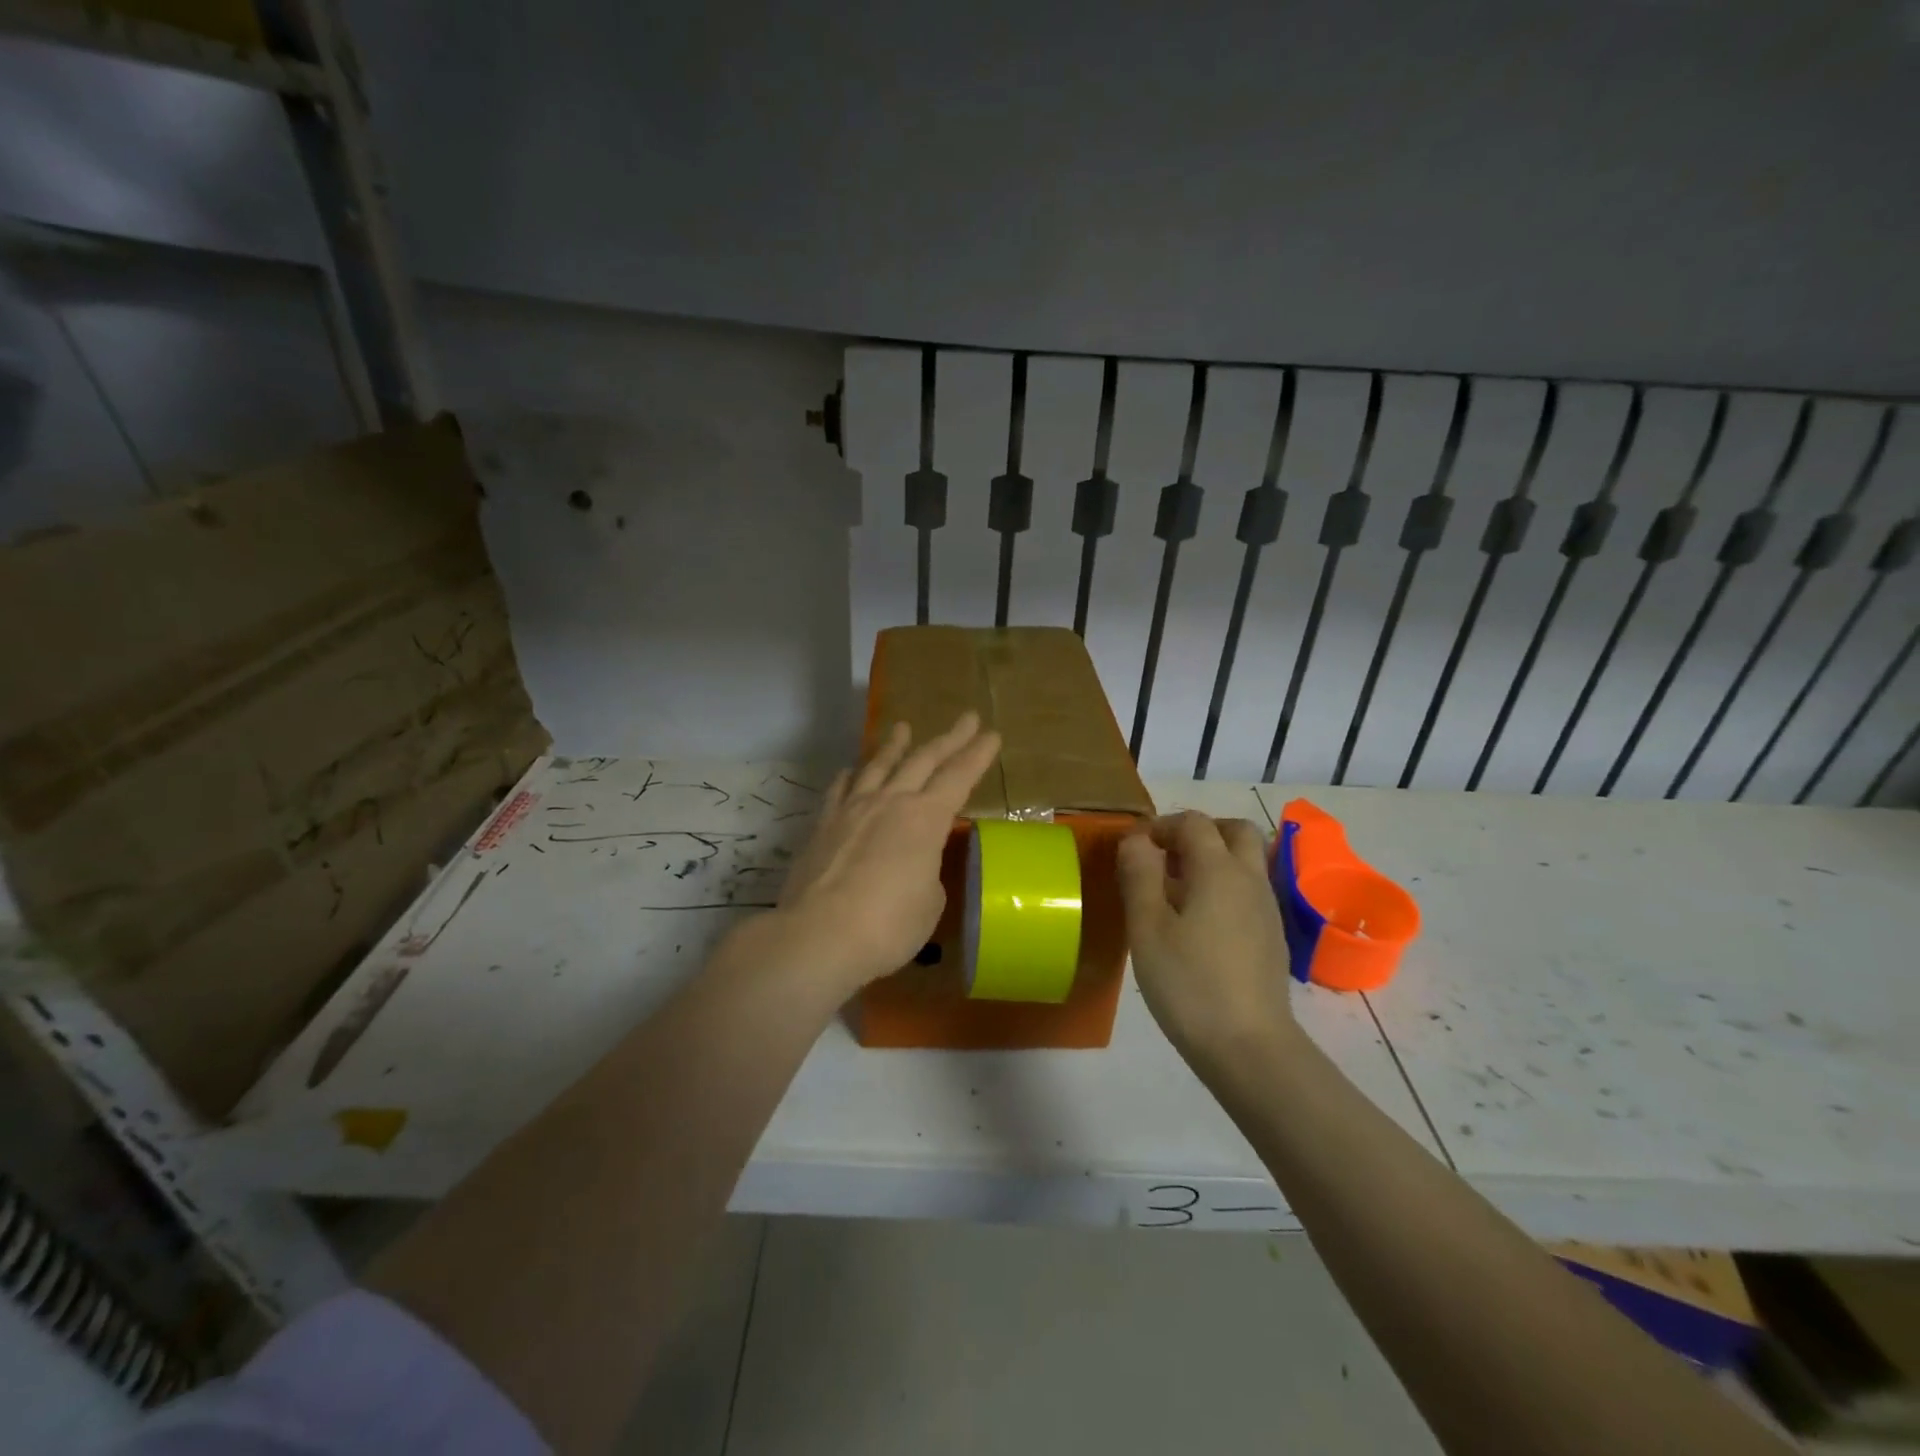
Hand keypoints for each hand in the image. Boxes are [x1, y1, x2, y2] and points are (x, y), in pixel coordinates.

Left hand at [771, 712, 1001, 996]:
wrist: (819, 935)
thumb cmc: (888, 925)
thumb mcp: (929, 902)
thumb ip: (927, 871)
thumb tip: (914, 864)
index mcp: (925, 818)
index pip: (959, 777)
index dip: (977, 755)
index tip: (991, 734)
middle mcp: (891, 801)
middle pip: (923, 760)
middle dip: (949, 738)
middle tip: (966, 718)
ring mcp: (853, 809)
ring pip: (878, 765)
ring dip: (895, 745)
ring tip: (902, 727)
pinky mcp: (824, 824)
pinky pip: (840, 789)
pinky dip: (850, 775)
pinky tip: (851, 770)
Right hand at [1118, 812, 1297, 1072]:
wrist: (1249, 1047)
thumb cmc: (1188, 983)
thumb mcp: (1147, 927)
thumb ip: (1139, 875)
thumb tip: (1136, 838)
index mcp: (1219, 870)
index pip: (1193, 823)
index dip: (1161, 826)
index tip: (1133, 849)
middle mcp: (1249, 879)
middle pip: (1235, 831)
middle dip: (1199, 832)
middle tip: (1166, 856)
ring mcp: (1267, 909)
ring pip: (1246, 861)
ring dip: (1213, 858)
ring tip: (1175, 890)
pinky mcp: (1272, 936)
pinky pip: (1249, 890)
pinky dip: (1224, 886)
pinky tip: (1199, 922)